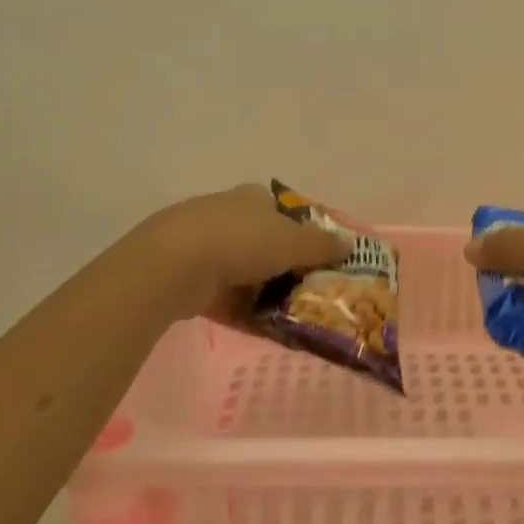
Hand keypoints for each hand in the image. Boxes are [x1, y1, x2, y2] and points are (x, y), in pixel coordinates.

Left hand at [125, 183, 346, 324]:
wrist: (173, 266)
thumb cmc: (241, 242)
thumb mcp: (294, 243)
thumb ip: (323, 245)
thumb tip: (350, 245)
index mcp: (251, 198)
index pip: (280, 208)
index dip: (300, 229)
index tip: (315, 255)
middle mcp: (225, 213)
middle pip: (261, 238)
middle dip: (280, 262)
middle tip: (304, 287)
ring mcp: (199, 243)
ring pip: (240, 267)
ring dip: (260, 287)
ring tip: (285, 312)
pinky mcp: (183, 273)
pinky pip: (220, 292)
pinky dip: (238, 307)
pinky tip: (256, 325)